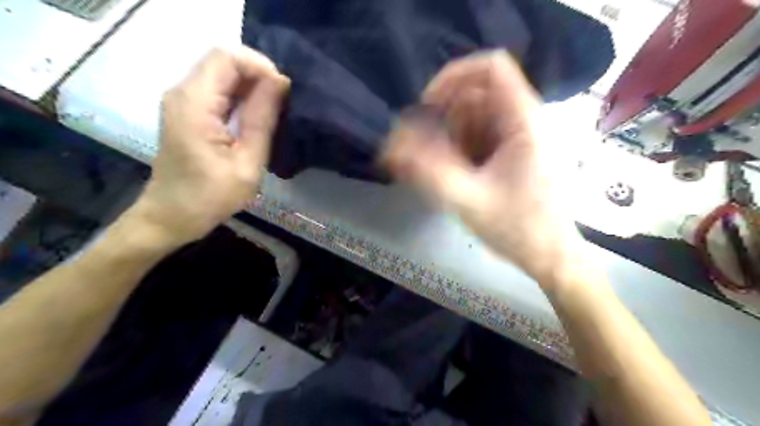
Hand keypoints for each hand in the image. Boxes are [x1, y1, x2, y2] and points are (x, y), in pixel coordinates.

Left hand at [132, 46, 289, 243]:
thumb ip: (262, 119)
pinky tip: (257, 117)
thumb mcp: (247, 163)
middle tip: (283, 105)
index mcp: (195, 103)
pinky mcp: (188, 110)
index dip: (260, 66)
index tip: (283, 93)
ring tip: (275, 112)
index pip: (228, 57)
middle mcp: (183, 92)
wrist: (172, 215)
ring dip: (252, 86)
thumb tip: (280, 82)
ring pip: (223, 73)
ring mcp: (183, 100)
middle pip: (224, 61)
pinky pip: (218, 89)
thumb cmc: (210, 197)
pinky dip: (241, 96)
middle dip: (259, 76)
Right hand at [386, 52, 585, 287]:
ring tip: (452, 176)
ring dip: (453, 141)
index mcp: (525, 121)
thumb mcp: (468, 201)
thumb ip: (427, 172)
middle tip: (434, 156)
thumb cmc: (519, 229)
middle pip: (476, 95)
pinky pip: (481, 136)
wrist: (551, 257)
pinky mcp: (517, 151)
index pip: (490, 67)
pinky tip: (463, 179)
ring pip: (476, 118)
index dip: (453, 77)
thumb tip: (391, 146)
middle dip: (447, 123)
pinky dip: (463, 151)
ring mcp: (522, 135)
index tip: (428, 107)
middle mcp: (526, 119)